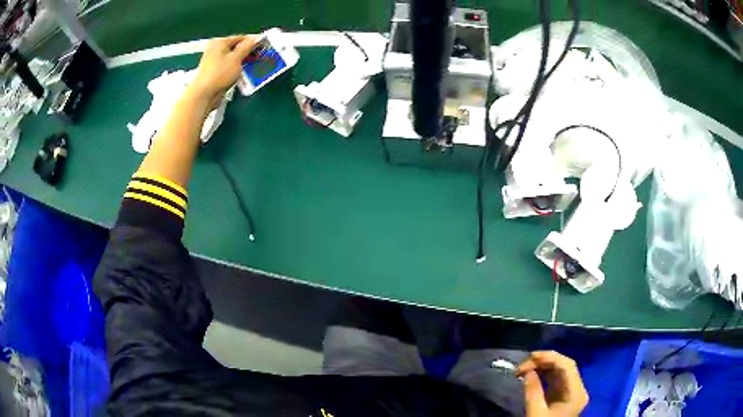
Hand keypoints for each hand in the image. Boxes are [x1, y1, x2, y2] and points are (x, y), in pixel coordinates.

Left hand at [189, 35, 256, 108]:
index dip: (252, 41)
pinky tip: (242, 73)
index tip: (263, 45)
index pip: (240, 38)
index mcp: (219, 42)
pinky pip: (228, 66)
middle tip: (259, 56)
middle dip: (247, 52)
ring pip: (232, 58)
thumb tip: (255, 38)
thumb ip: (247, 47)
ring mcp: (213, 61)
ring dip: (242, 61)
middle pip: (235, 48)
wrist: (204, 94)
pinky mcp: (214, 72)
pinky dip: (235, 68)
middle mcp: (215, 49)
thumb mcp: (236, 58)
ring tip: (252, 65)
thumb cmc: (219, 74)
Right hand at [518, 351, 588, 416]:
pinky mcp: (563, 396)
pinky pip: (555, 379)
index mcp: (576, 393)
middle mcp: (577, 389)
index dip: (550, 357)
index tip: (530, 357)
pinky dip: (544, 374)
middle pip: (565, 366)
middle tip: (523, 363)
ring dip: (543, 366)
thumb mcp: (536, 414)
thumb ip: (533, 392)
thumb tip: (527, 371)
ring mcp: (571, 392)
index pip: (568, 366)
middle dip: (545, 361)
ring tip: (524, 367)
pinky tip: (532, 373)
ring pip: (560, 371)